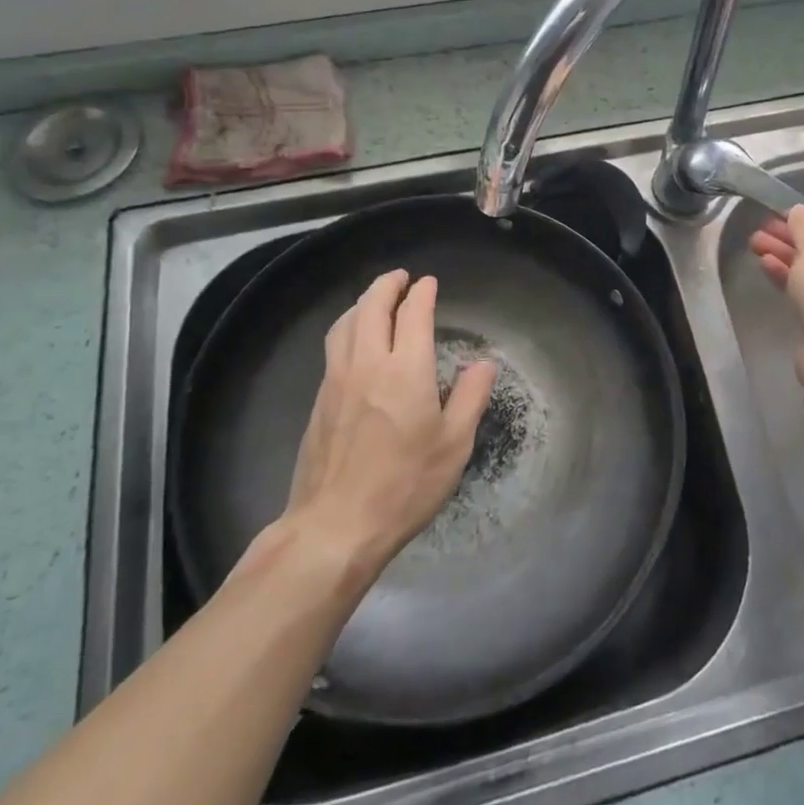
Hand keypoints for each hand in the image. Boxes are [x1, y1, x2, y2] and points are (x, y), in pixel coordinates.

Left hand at [270, 270, 496, 574]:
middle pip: (372, 307)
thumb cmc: (404, 486)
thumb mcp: (453, 445)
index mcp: (406, 370)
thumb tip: (484, 363)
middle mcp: (368, 364)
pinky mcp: (319, 401)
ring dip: (363, 303)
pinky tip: (354, 341)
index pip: (413, 314)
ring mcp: (337, 380)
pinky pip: (334, 346)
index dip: (422, 294)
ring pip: (346, 323)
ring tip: (375, 300)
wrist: (334, 526)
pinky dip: (348, 327)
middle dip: (387, 285)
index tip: (429, 283)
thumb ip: (470, 398)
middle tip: (401, 278)